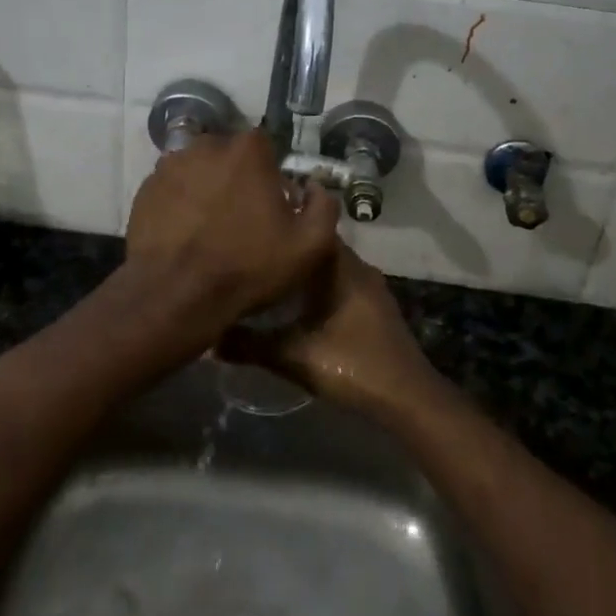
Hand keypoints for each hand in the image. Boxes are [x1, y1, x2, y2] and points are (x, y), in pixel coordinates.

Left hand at [123, 130, 339, 354]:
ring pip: (198, 170)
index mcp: (247, 150)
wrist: (176, 295)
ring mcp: (170, 165)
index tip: (271, 203)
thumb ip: (323, 207)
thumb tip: (315, 188)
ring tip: (209, 226)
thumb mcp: (308, 245)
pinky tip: (185, 233)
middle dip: (237, 178)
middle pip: (229, 155)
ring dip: (206, 188)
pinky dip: (180, 203)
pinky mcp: (145, 189)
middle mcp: (206, 145)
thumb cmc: (247, 266)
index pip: (265, 146)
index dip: (270, 174)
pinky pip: (172, 188)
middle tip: (241, 217)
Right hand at [222, 239, 439, 418]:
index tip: (260, 220)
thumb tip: (210, 338)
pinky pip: (343, 284)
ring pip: (332, 267)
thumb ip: (251, 345)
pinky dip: (322, 286)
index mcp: (341, 267)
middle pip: (320, 247)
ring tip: (273, 273)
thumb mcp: (293, 356)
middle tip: (259, 249)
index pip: (312, 226)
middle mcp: (359, 267)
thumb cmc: (351, 363)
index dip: (287, 220)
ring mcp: (372, 288)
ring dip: (307, 269)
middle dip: (292, 248)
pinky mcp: (377, 308)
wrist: (406, 396)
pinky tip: (302, 303)